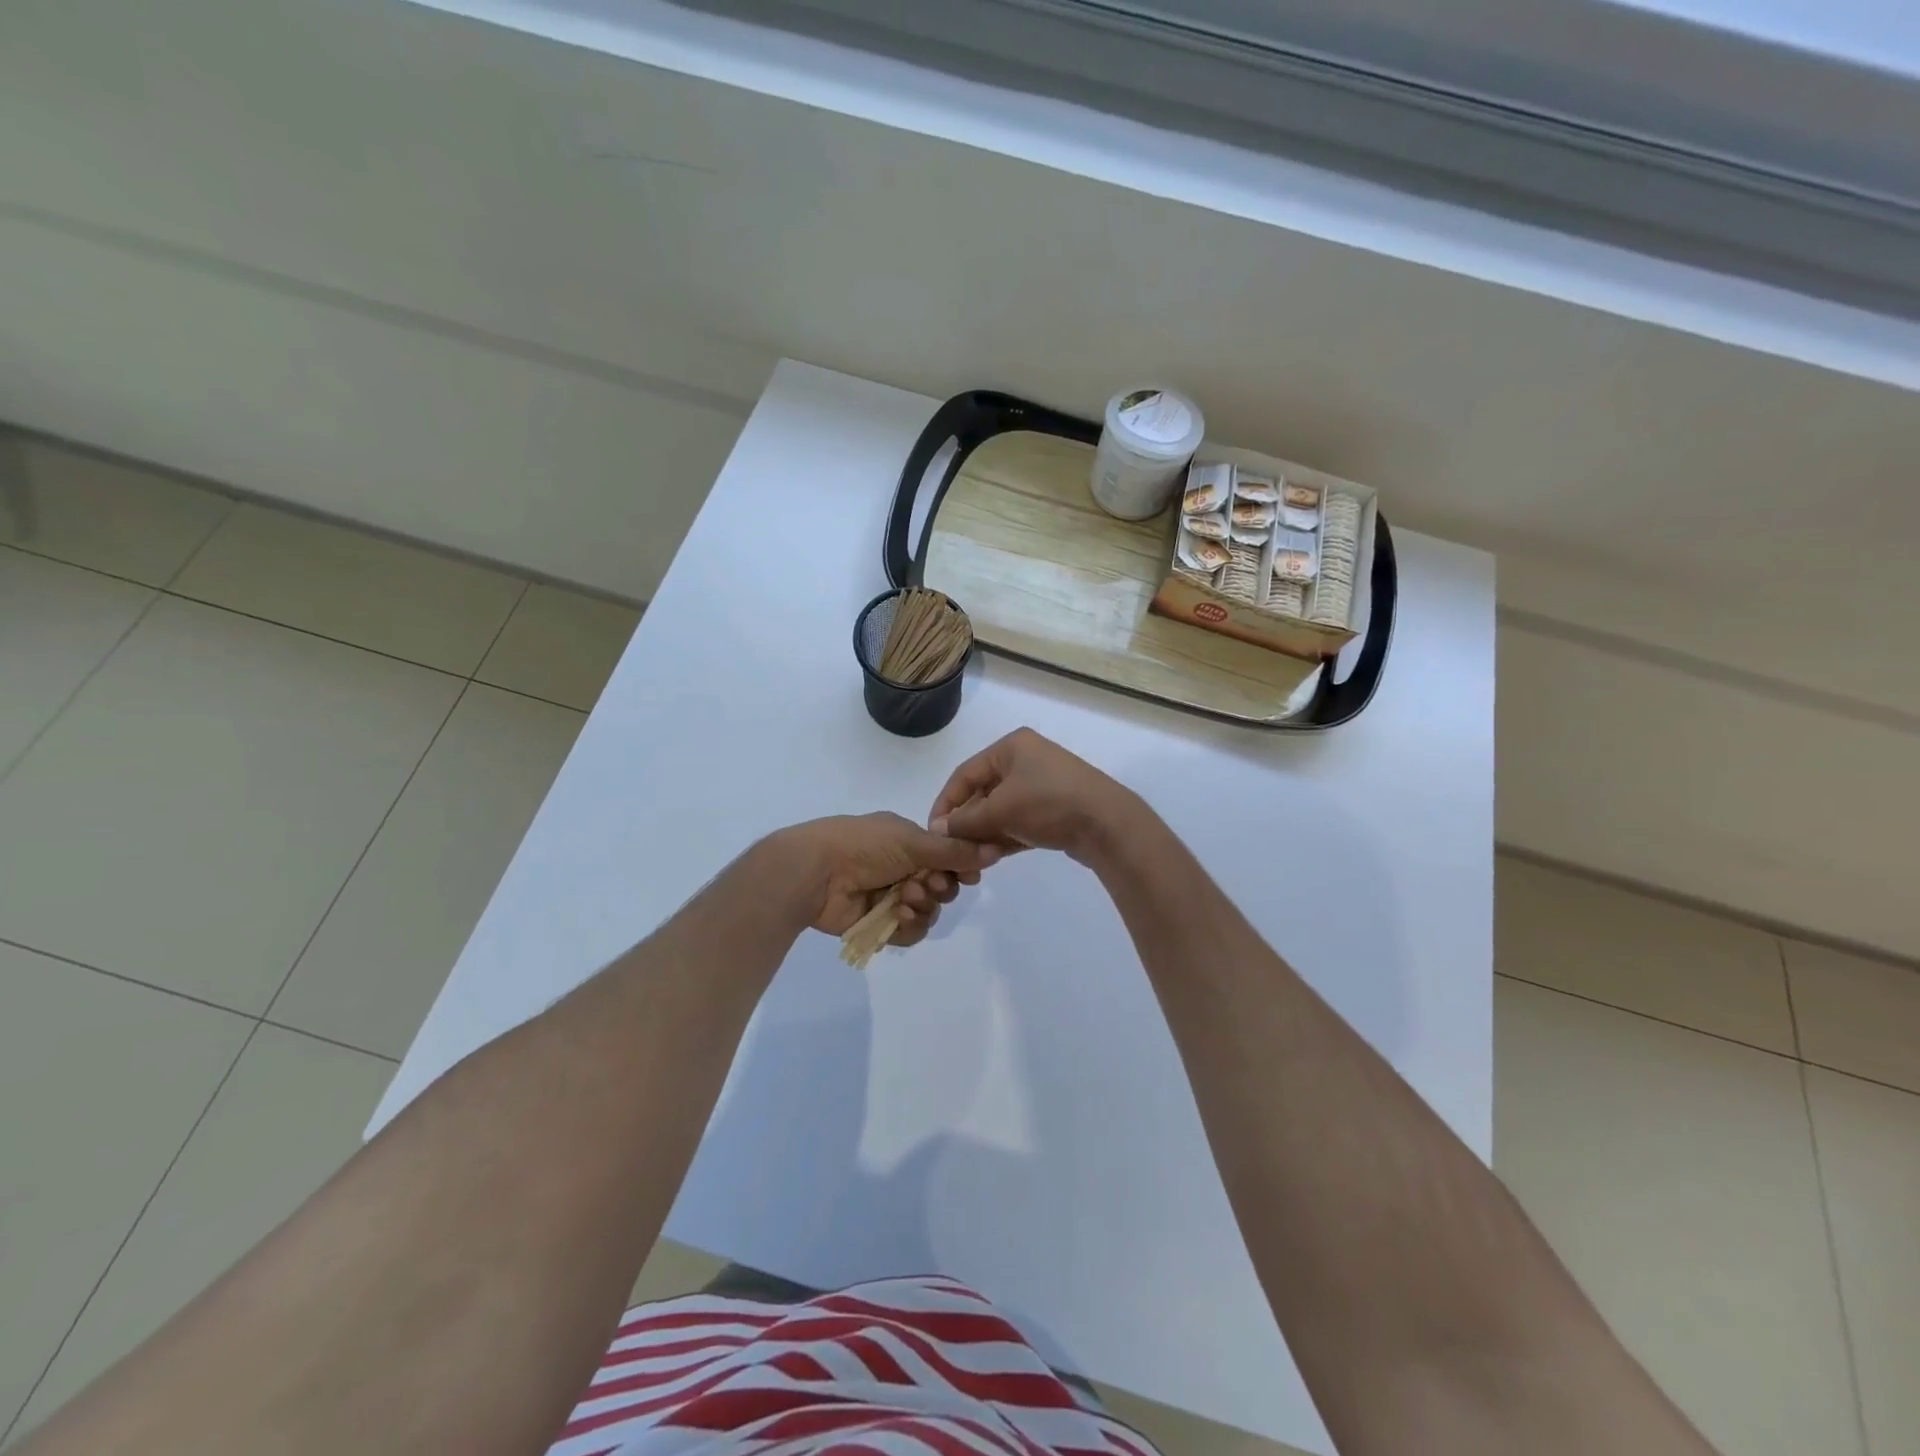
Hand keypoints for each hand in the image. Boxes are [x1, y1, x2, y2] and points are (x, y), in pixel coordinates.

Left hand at [773, 812, 1000, 946]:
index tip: (970, 874)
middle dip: (941, 887)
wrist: (817, 871)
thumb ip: (953, 851)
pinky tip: (897, 916)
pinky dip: (909, 926)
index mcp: (908, 841)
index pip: (947, 857)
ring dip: (924, 906)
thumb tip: (994, 850)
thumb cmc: (864, 845)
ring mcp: (890, 897)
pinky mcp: (880, 924)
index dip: (961, 868)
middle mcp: (902, 868)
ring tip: (906, 899)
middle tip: (928, 885)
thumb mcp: (912, 841)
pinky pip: (910, 932)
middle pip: (943, 887)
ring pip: (929, 912)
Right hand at [928, 728, 1140, 863]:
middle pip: (983, 791)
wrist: (1108, 824)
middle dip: (968, 821)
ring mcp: (1043, 783)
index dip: (946, 803)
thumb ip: (965, 820)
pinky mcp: (1056, 807)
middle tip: (956, 848)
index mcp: (1011, 746)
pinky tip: (995, 856)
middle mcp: (1026, 759)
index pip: (965, 773)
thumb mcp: (1000, 810)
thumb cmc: (1048, 804)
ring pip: (1002, 809)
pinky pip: (1021, 819)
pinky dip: (1007, 836)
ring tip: (976, 856)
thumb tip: (937, 829)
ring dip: (987, 832)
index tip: (934, 831)